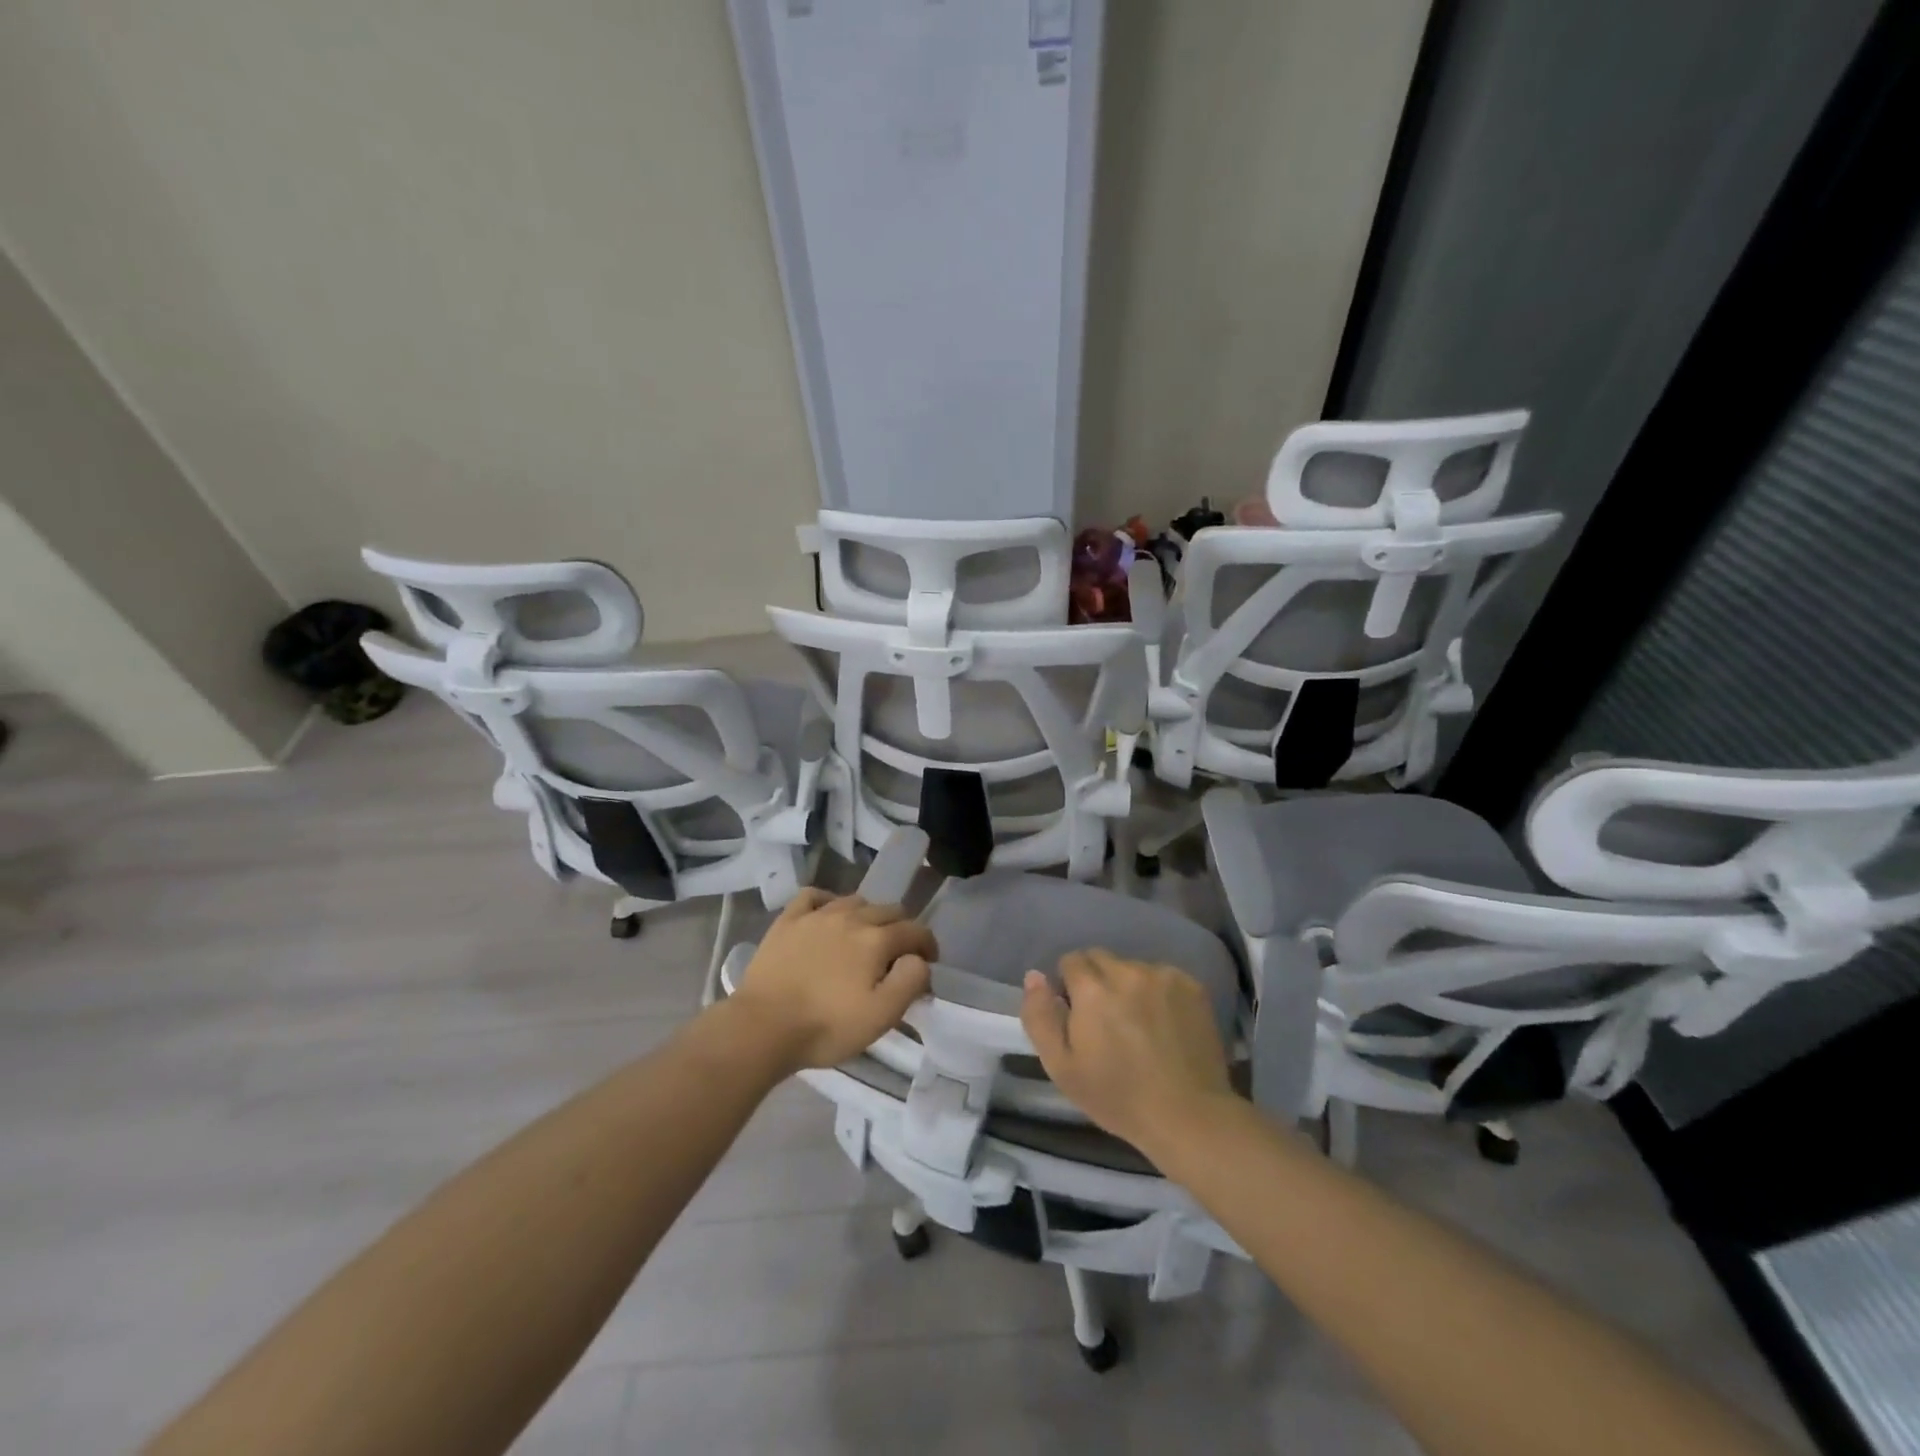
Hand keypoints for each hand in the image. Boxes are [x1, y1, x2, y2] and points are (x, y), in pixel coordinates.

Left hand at [729, 889, 934, 1071]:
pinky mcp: (788, 921)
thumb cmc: (826, 1026)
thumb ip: (910, 981)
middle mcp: (851, 917)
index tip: (929, 963)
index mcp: (877, 940)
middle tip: (898, 954)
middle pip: (889, 910)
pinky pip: (814, 895)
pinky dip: (828, 900)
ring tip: (865, 937)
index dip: (928, 944)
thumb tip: (918, 959)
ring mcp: (817, 915)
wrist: (763, 1027)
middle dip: (902, 929)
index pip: (915, 930)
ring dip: (869, 915)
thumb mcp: (881, 1015)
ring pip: (855, 901)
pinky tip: (828, 915)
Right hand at [1021, 948, 1233, 1154]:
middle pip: (1101, 958)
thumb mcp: (1061, 1067)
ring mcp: (1163, 976)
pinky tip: (1165, 1024)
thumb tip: (1034, 976)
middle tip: (1106, 1020)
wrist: (1188, 1116)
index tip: (1077, 1016)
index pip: (1071, 961)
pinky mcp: (1192, 986)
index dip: (1069, 986)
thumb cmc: (1117, 1097)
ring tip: (1138, 1024)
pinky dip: (1157, 992)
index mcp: (1092, 989)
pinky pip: (1162, 976)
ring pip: (1132, 967)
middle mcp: (1127, 971)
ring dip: (1128, 985)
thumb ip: (1040, 1016)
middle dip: (1097, 981)